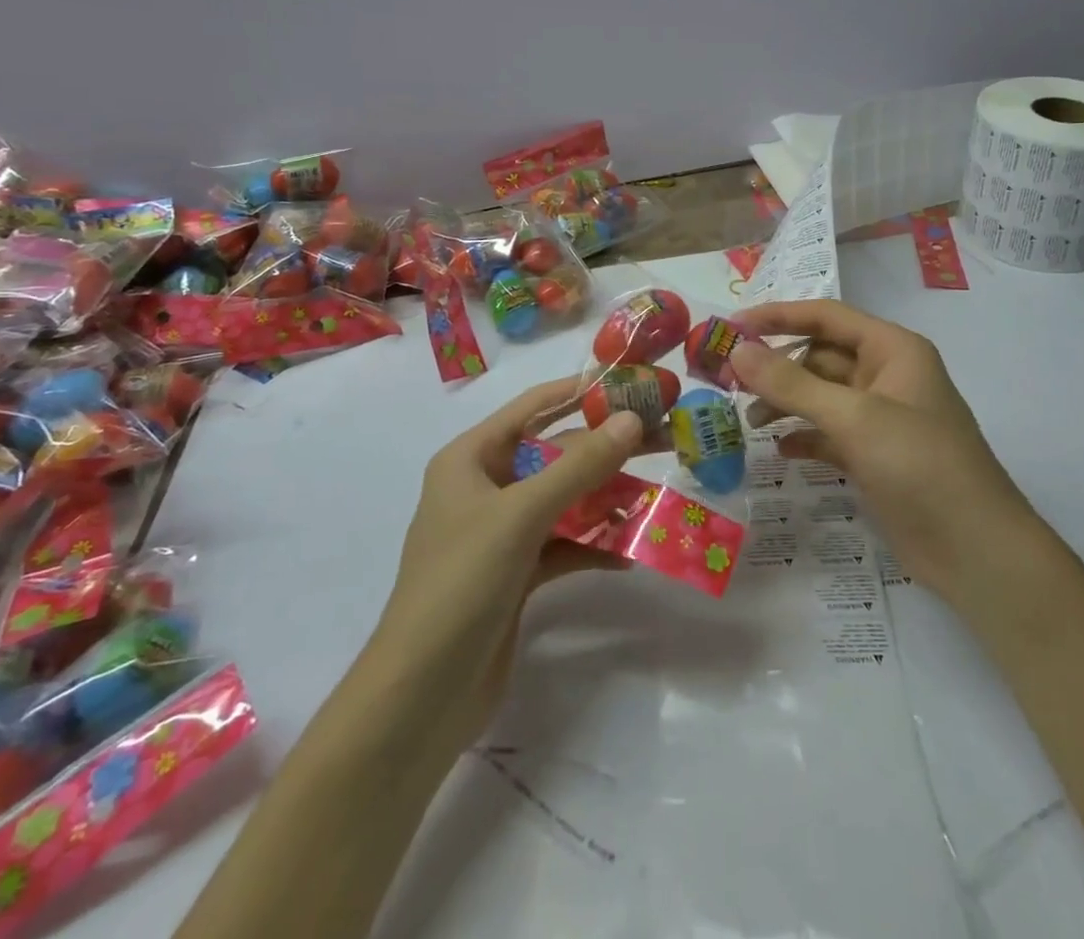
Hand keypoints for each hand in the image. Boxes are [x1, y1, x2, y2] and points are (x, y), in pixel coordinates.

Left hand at [365, 379, 644, 765]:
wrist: (421, 699)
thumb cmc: (462, 584)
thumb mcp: (522, 515)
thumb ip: (579, 465)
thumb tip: (631, 419)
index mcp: (470, 459)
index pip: (532, 407)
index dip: (580, 392)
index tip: (632, 383)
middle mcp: (484, 488)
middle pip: (555, 455)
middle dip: (605, 449)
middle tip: (662, 438)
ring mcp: (500, 534)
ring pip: (564, 500)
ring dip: (606, 499)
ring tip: (656, 496)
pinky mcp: (516, 575)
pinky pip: (563, 545)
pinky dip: (594, 546)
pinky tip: (630, 553)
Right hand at [729, 301, 1034, 609]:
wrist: (976, 551)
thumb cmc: (920, 465)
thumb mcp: (854, 418)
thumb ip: (792, 383)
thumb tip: (737, 351)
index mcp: (892, 349)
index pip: (826, 316)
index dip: (777, 317)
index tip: (730, 326)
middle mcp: (886, 375)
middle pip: (819, 356)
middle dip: (776, 365)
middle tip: (727, 380)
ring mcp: (881, 418)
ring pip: (821, 396)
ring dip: (785, 402)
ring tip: (748, 420)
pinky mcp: (874, 456)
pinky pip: (828, 433)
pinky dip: (803, 436)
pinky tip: (779, 449)